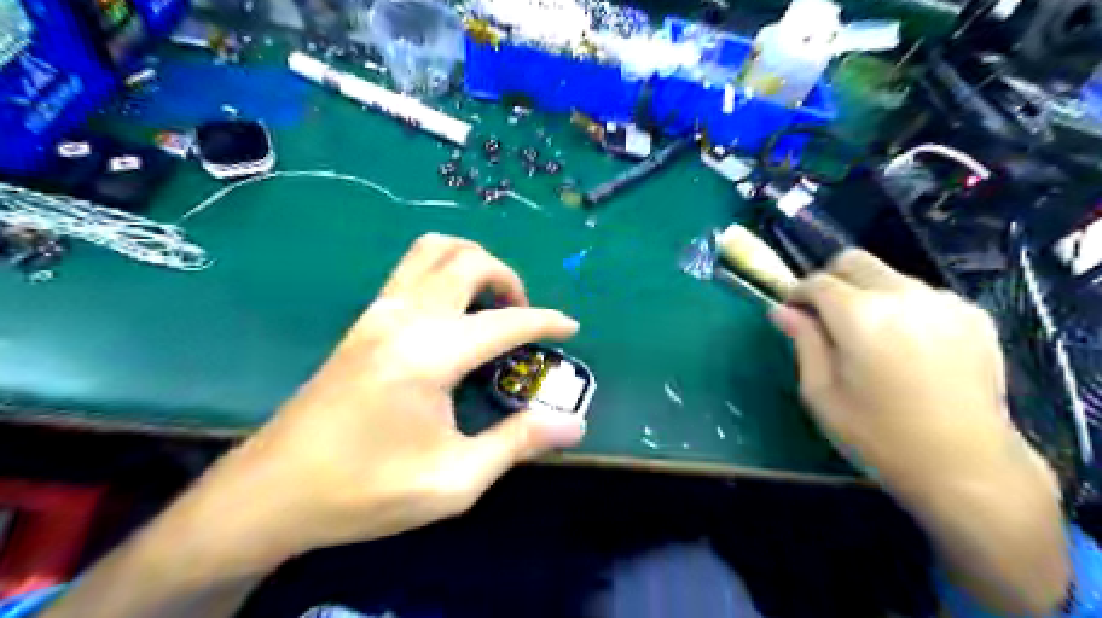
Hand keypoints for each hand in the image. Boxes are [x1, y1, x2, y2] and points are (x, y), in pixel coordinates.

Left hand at [173, 235, 585, 570]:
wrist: (273, 492)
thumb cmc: (366, 491)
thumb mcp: (454, 480)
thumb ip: (517, 443)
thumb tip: (572, 424)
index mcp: (430, 354)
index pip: (505, 321)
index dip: (546, 321)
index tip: (571, 327)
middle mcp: (405, 317)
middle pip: (467, 260)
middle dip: (507, 277)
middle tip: (521, 315)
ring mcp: (377, 313)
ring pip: (432, 251)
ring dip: (471, 263)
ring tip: (489, 302)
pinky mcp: (362, 321)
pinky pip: (411, 270)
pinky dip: (444, 272)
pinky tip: (453, 313)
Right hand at [769, 252, 1053, 497]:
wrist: (966, 466)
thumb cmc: (878, 435)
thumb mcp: (821, 393)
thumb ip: (803, 342)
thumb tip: (781, 310)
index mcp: (861, 316)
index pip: (817, 282)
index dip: (797, 293)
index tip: (792, 312)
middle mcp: (904, 295)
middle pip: (855, 261)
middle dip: (830, 280)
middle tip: (824, 316)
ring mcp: (944, 302)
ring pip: (889, 275)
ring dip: (867, 293)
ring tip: (868, 335)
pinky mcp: (973, 315)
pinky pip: (922, 294)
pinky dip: (902, 306)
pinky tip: (906, 344)